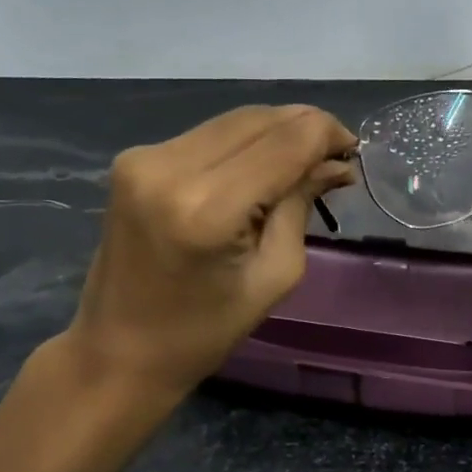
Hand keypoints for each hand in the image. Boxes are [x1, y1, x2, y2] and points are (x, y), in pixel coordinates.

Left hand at [65, 105, 356, 399]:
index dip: (327, 135)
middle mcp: (169, 166)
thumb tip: (333, 163)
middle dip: (306, 129)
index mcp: (206, 207)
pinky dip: (244, 143)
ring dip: (276, 133)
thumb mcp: (274, 276)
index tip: (353, 152)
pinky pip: (208, 135)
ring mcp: (145, 157)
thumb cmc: (204, 332)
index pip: (285, 142)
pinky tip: (263, 166)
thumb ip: (301, 205)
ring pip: (234, 121)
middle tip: (336, 158)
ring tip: (305, 162)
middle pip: (259, 119)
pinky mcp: (134, 159)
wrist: (118, 351)